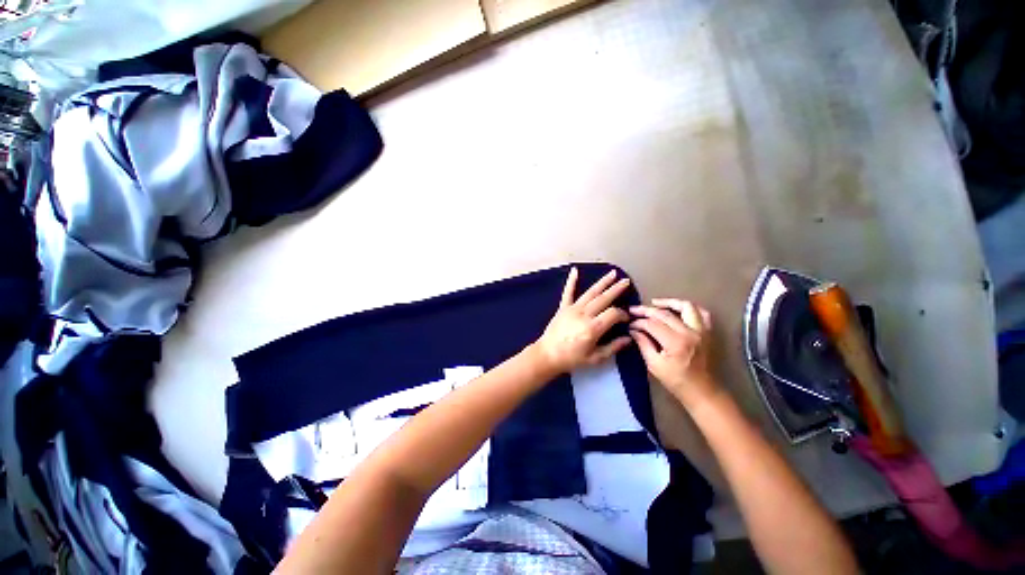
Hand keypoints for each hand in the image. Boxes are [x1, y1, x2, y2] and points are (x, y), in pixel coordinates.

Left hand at [534, 268, 631, 373]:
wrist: (548, 355)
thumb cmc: (572, 359)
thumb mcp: (595, 358)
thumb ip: (613, 347)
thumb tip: (628, 338)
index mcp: (593, 328)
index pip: (613, 314)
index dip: (623, 314)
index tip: (627, 318)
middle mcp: (584, 315)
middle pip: (603, 299)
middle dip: (616, 289)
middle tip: (626, 281)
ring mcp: (572, 309)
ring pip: (590, 293)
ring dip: (602, 282)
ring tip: (612, 273)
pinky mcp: (563, 308)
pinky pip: (568, 292)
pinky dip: (571, 281)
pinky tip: (575, 270)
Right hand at [630, 299, 718, 409]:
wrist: (703, 391)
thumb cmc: (676, 381)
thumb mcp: (654, 365)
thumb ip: (643, 344)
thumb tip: (633, 330)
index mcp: (676, 343)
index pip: (652, 324)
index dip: (638, 322)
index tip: (629, 324)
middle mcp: (690, 333)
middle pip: (665, 314)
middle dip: (646, 310)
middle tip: (634, 310)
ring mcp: (701, 331)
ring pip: (686, 306)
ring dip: (669, 302)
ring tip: (655, 303)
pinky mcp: (707, 332)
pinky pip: (701, 313)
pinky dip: (689, 308)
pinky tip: (677, 309)